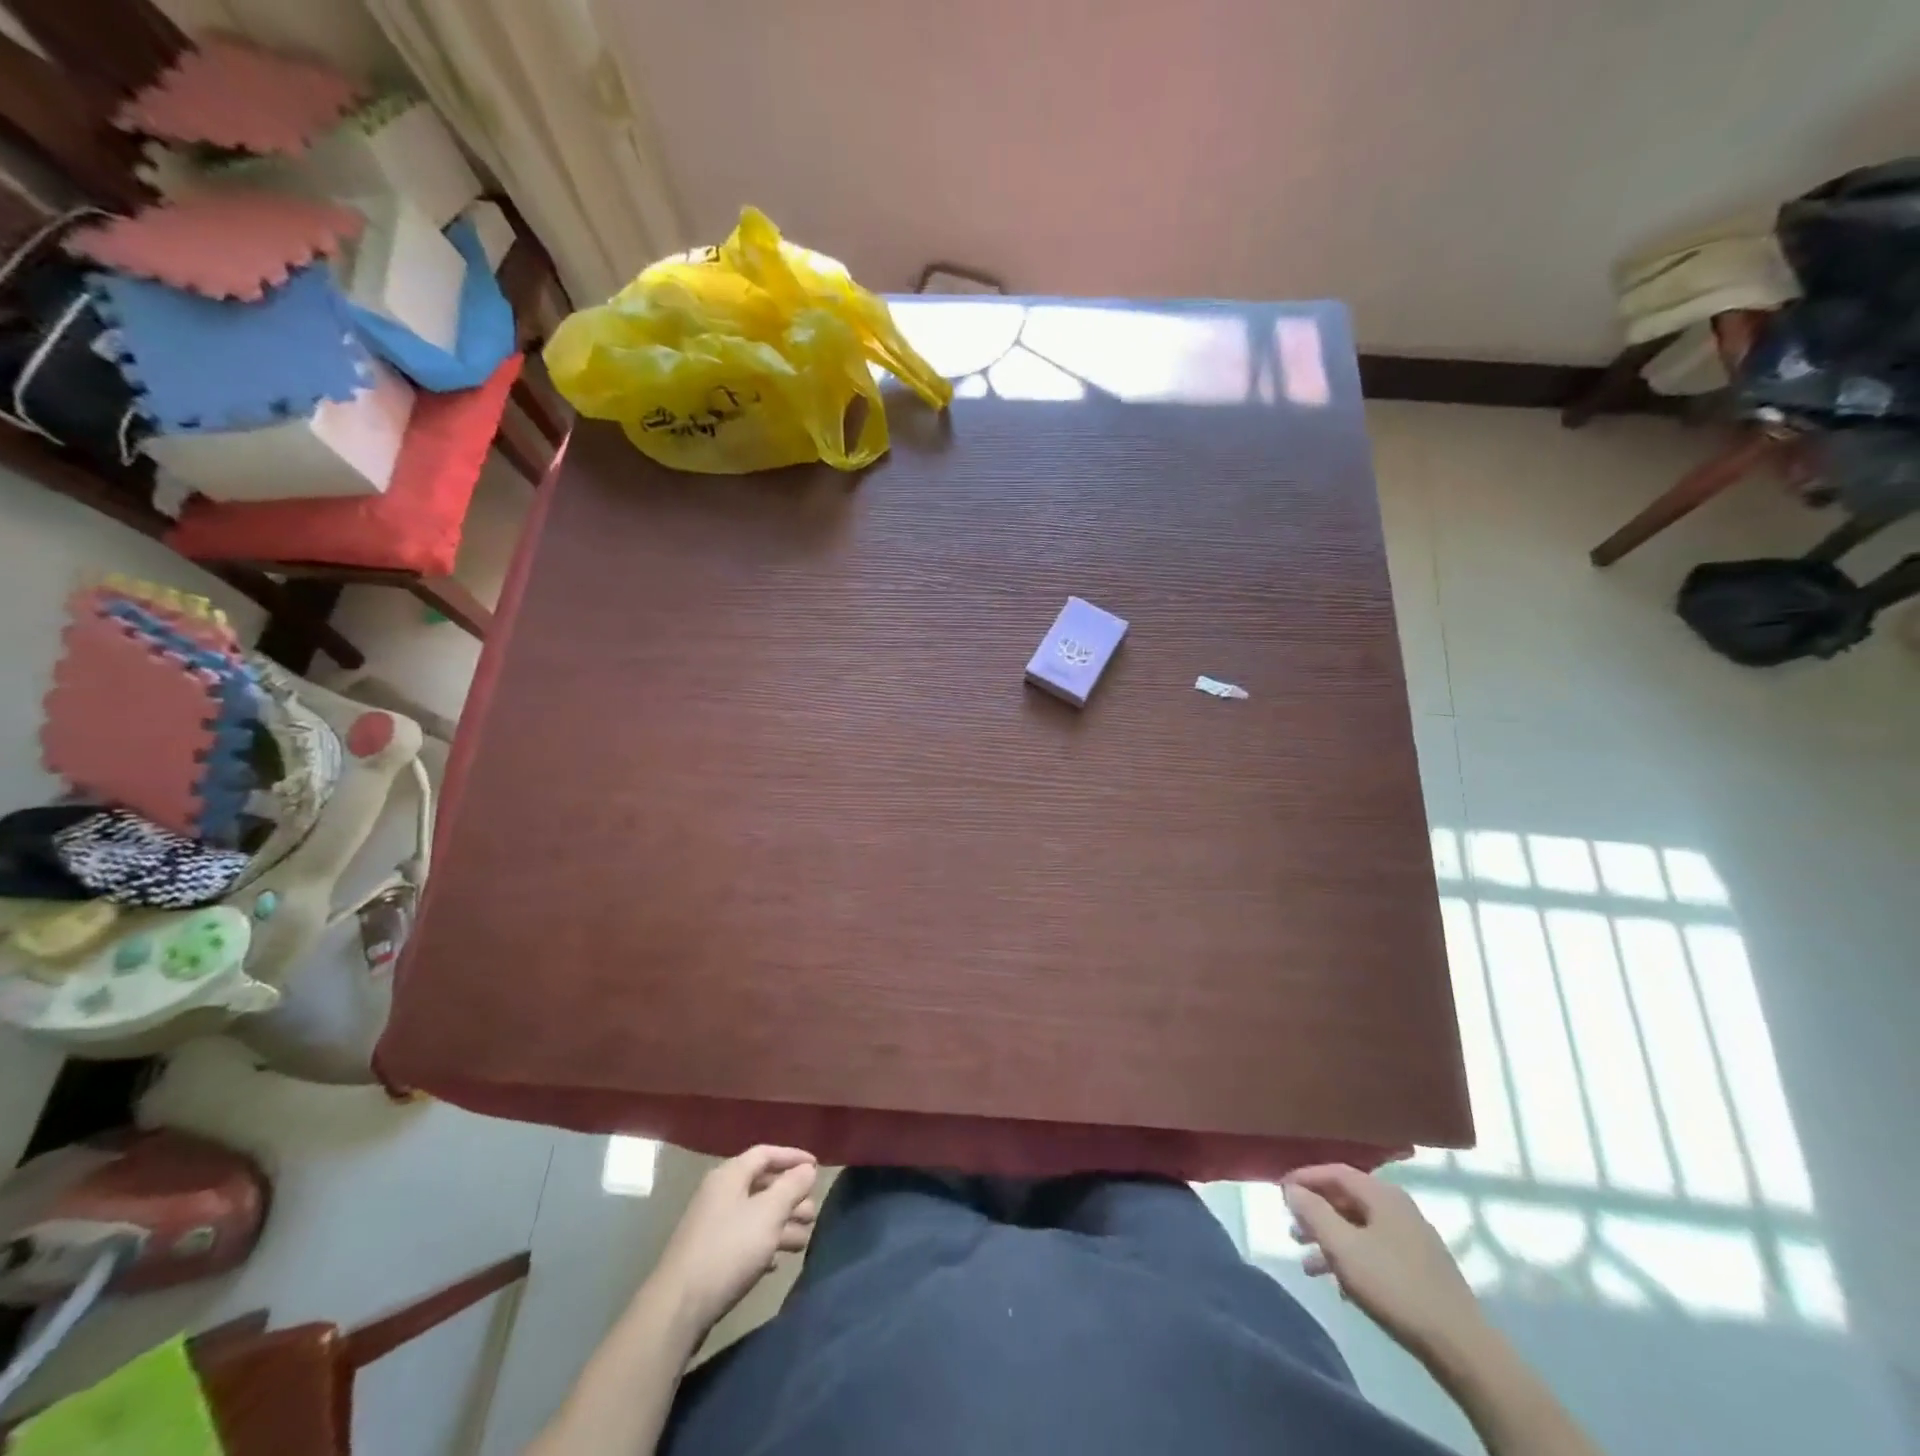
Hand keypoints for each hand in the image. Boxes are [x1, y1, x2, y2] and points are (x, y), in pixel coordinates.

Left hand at [646, 1146, 818, 1340]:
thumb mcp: (768, 1214)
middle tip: (812, 1213)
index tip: (817, 1167)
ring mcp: (712, 1226)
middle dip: (791, 1197)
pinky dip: (764, 1244)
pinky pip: (744, 1239)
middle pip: (762, 1185)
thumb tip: (807, 1169)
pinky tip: (776, 1262)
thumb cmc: (728, 1250)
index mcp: (730, 1176)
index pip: (766, 1153)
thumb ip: (791, 1187)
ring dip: (781, 1224)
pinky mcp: (709, 1256)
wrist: (678, 1309)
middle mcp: (719, 1194)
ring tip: (803, 1241)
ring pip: (755, 1215)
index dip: (793, 1157)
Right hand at [1283, 1164, 1485, 1365]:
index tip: (1279, 1193)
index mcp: (1382, 1194)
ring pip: (1360, 1228)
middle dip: (1316, 1213)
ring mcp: (1413, 1239)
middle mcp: (1399, 1207)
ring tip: (1308, 1264)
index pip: (1334, 1171)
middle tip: (1291, 1230)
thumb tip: (1292, 1189)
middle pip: (1347, 1199)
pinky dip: (1353, 1259)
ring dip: (1331, 1240)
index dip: (1304, 1178)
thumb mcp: (1342, 1247)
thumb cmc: (1394, 1286)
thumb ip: (1312, 1212)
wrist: (1461, 1347)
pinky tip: (1341, 1286)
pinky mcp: (1422, 1268)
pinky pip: (1376, 1251)